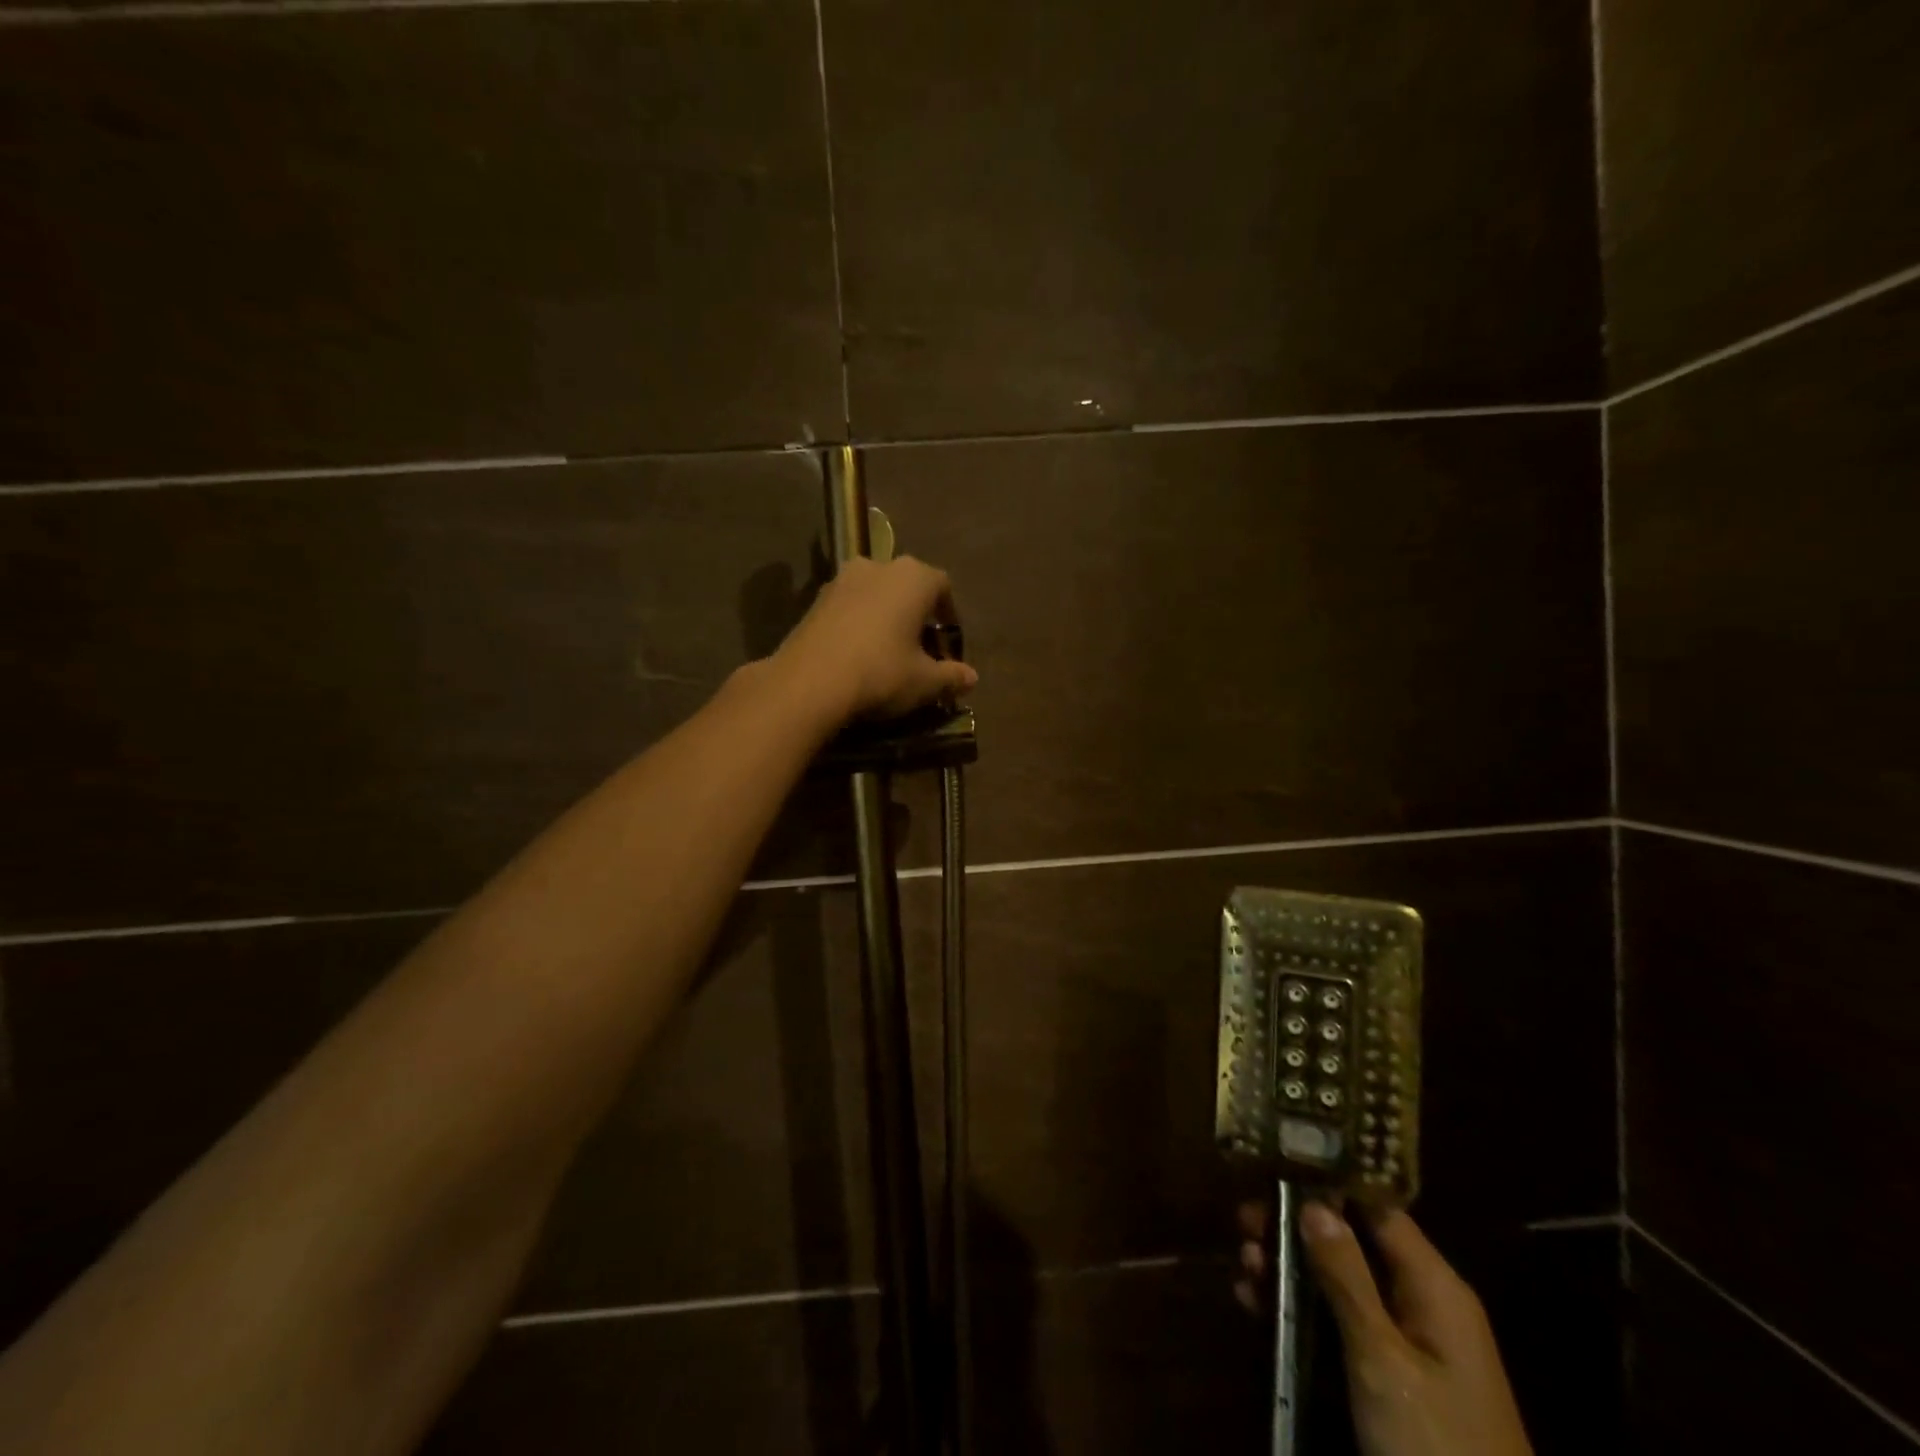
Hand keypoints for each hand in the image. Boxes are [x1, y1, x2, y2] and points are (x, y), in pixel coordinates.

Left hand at [773, 555, 978, 722]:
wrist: (809, 682)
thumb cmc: (881, 673)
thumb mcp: (925, 682)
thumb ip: (951, 676)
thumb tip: (971, 678)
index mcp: (913, 577)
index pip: (943, 587)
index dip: (949, 617)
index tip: (947, 647)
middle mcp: (878, 566)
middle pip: (907, 588)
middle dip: (917, 616)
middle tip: (920, 651)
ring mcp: (841, 580)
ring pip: (876, 596)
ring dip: (886, 618)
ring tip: (889, 654)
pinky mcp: (814, 600)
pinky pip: (849, 608)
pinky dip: (859, 625)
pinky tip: (859, 656)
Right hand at [1237, 1201, 1532, 1455]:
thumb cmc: (1436, 1446)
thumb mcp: (1383, 1360)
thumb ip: (1347, 1278)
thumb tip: (1313, 1203)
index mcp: (1433, 1286)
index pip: (1377, 1207)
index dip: (1328, 1183)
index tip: (1274, 1168)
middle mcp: (1421, 1302)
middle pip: (1351, 1242)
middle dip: (1295, 1229)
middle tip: (1243, 1221)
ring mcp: (1406, 1343)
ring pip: (1338, 1282)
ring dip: (1289, 1269)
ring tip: (1243, 1263)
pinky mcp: (1389, 1378)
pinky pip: (1338, 1323)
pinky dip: (1299, 1309)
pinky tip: (1255, 1303)